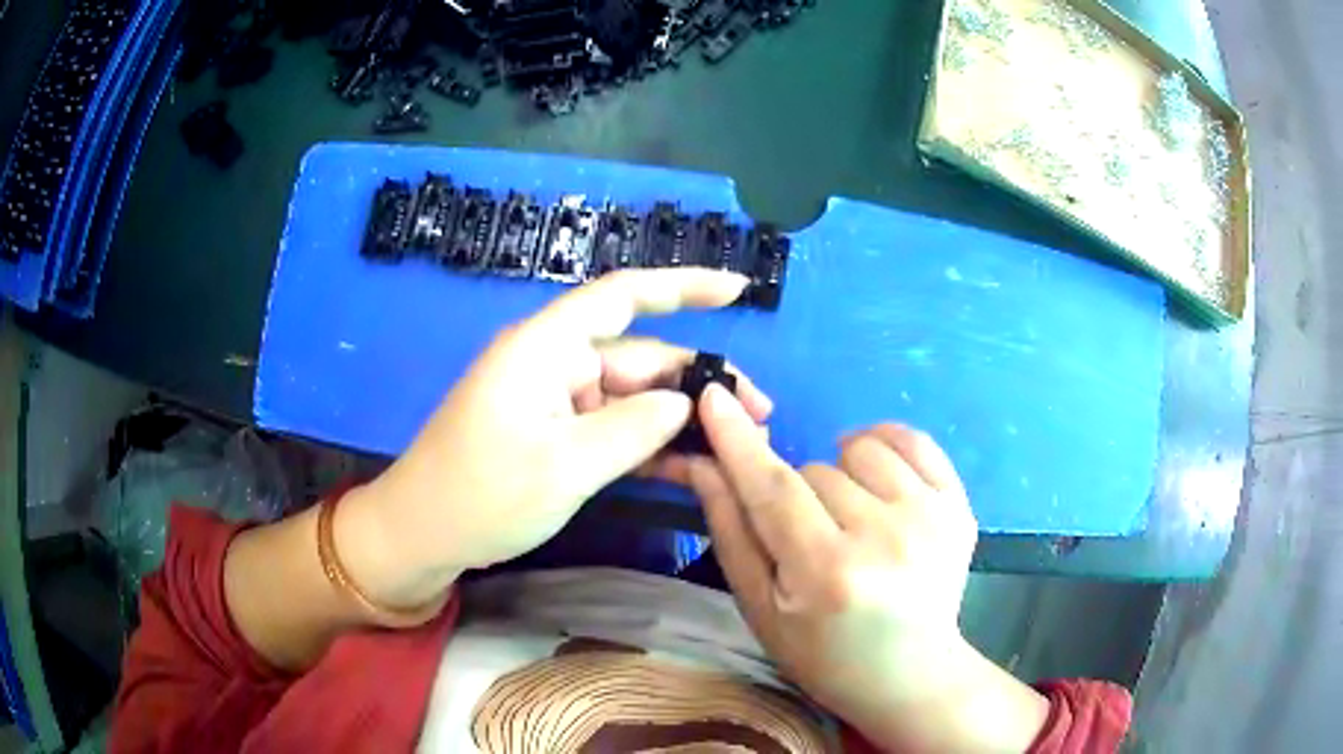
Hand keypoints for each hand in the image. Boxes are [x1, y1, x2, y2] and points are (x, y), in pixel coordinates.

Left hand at [340, 269, 771, 608]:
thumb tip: (687, 403)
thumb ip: (635, 428)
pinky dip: (648, 442)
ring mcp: (554, 399)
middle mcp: (554, 362)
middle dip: (698, 382)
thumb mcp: (566, 466)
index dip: (684, 286)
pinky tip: (691, 462)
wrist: (422, 535)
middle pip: (640, 357)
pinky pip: (612, 426)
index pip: (623, 296)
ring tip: (735, 444)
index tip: (737, 288)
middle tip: (760, 415)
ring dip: (679, 419)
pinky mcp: (554, 432)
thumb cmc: (482, 495)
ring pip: (631, 397)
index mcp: (546, 347)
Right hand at [687, 385, 1047, 752]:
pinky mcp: (959, 505)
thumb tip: (704, 464)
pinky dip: (884, 447)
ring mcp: (930, 516)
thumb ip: (733, 533)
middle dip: (797, 493)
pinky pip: (913, 440)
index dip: (737, 441)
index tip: (713, 396)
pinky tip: (878, 481)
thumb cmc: (824, 655)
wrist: (910, 675)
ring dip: (842, 475)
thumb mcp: (762, 609)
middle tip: (812, 540)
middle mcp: (883, 536)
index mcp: (826, 572)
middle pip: (815, 470)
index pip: (772, 489)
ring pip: (859, 449)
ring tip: (851, 518)